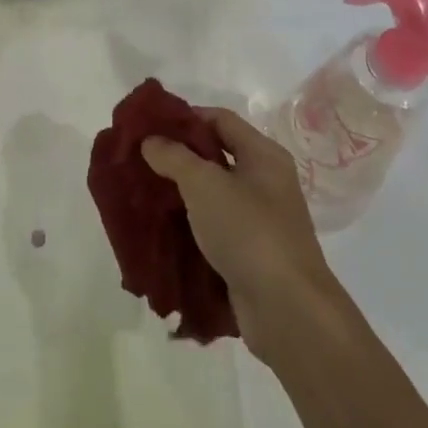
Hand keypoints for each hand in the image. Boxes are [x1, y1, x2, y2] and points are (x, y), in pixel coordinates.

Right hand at [141, 108, 345, 365]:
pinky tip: (162, 229)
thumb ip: (175, 157)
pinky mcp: (250, 253)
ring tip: (144, 193)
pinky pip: (214, 228)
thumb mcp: (205, 185)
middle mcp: (265, 181)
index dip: (186, 117)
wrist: (287, 310)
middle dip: (178, 157)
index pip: (220, 119)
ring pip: (212, 195)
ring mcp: (259, 219)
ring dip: (180, 194)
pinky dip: (190, 225)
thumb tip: (151, 140)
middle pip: (216, 156)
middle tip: (140, 160)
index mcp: (264, 155)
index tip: (149, 126)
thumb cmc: (249, 232)